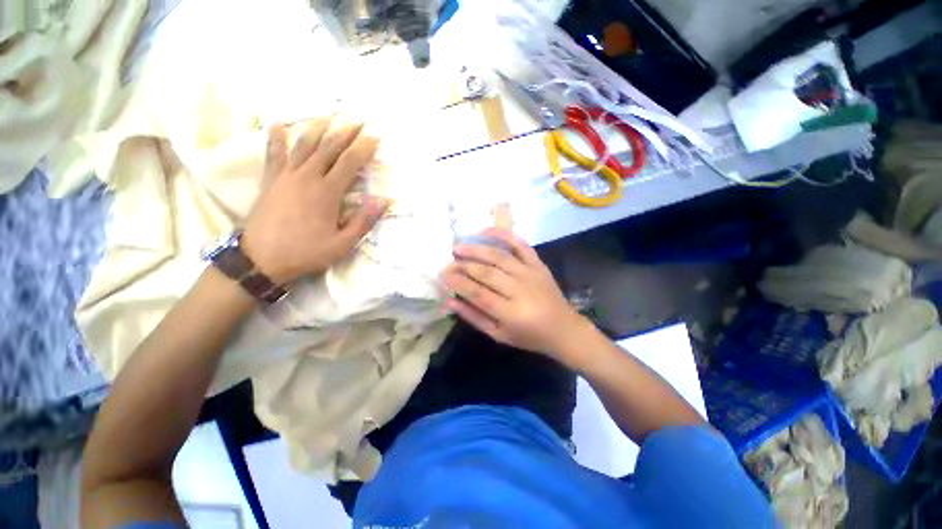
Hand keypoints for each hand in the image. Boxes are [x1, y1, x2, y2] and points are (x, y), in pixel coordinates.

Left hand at [242, 116, 388, 283]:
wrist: (261, 259)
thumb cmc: (306, 252)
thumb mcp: (342, 244)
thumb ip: (363, 221)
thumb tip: (383, 201)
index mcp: (326, 192)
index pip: (349, 163)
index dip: (363, 149)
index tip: (374, 138)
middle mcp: (307, 177)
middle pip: (328, 148)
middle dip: (345, 133)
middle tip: (357, 121)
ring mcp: (286, 176)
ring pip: (304, 145)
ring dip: (318, 129)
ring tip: (328, 115)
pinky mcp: (270, 180)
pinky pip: (274, 154)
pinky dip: (277, 138)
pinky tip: (279, 125)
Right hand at [442, 227, 585, 359]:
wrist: (563, 328)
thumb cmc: (528, 335)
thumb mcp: (498, 335)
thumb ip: (474, 317)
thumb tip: (450, 301)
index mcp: (510, 313)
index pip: (478, 294)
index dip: (457, 283)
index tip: (442, 274)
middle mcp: (520, 290)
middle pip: (486, 273)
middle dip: (463, 265)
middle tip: (448, 261)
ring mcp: (530, 273)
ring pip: (499, 256)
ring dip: (476, 249)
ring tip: (458, 247)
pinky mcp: (538, 264)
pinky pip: (520, 245)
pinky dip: (503, 235)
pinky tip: (485, 231)